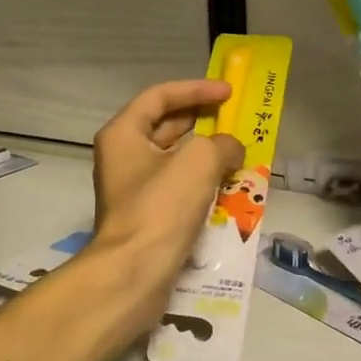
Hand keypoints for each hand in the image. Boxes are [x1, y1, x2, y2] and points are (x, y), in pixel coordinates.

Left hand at [92, 79, 244, 276]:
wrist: (136, 271)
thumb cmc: (162, 206)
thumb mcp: (200, 161)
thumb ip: (223, 143)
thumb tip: (232, 150)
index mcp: (123, 134)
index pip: (160, 96)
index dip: (196, 89)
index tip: (229, 92)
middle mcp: (123, 156)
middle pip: (166, 125)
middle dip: (202, 120)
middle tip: (235, 118)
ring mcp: (133, 188)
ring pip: (174, 159)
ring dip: (206, 152)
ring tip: (238, 151)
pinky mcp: (146, 215)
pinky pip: (177, 187)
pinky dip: (201, 181)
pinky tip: (227, 186)